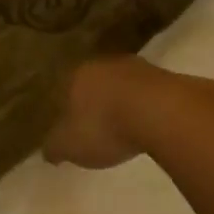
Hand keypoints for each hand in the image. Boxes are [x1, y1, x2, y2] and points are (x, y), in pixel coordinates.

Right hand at [41, 56, 157, 169]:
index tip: (69, 125)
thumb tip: (49, 150)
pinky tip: (148, 124)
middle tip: (96, 126)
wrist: (161, 111)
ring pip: (122, 85)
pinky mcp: (165, 76)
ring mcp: (137, 67)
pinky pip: (147, 94)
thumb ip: (55, 146)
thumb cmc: (104, 126)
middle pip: (94, 83)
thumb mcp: (69, 145)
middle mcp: (104, 63)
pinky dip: (145, 107)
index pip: (64, 88)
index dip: (65, 108)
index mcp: (76, 75)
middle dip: (94, 103)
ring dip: (122, 103)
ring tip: (124, 127)